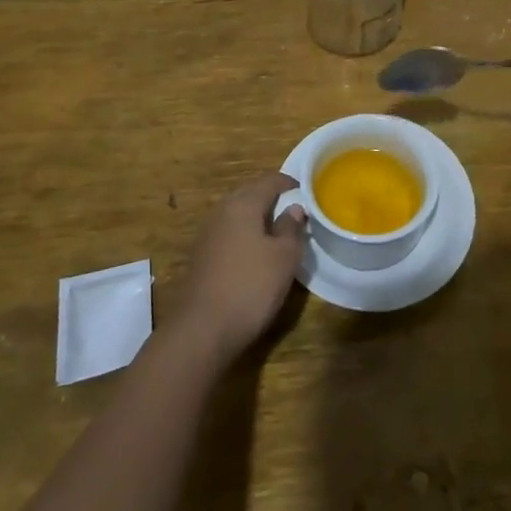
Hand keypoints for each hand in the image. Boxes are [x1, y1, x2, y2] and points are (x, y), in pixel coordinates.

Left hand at [175, 172, 305, 360]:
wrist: (202, 330)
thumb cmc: (250, 286)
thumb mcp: (284, 257)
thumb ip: (292, 228)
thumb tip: (294, 208)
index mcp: (243, 204)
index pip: (270, 180)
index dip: (290, 184)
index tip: (308, 193)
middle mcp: (222, 211)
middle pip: (251, 194)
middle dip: (274, 200)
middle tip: (296, 214)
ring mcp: (209, 234)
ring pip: (239, 215)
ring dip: (259, 219)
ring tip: (280, 235)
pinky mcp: (203, 256)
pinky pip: (230, 234)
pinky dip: (246, 236)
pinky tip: (257, 255)